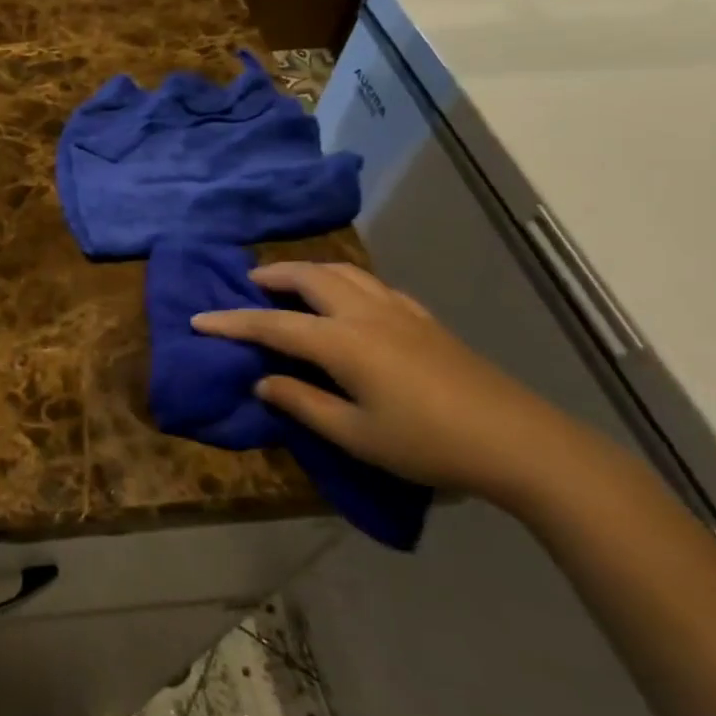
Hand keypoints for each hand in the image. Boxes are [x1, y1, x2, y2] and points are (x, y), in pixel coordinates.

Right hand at [192, 262, 588, 508]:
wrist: (518, 441)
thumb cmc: (427, 444)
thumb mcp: (355, 435)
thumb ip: (302, 403)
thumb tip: (262, 381)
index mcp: (343, 342)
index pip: (273, 324)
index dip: (232, 322)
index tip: (198, 319)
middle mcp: (365, 314)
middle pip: (309, 278)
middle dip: (272, 276)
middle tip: (247, 285)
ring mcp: (399, 311)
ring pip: (343, 271)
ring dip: (309, 270)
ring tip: (290, 282)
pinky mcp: (424, 319)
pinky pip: (372, 284)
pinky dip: (344, 280)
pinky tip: (347, 298)